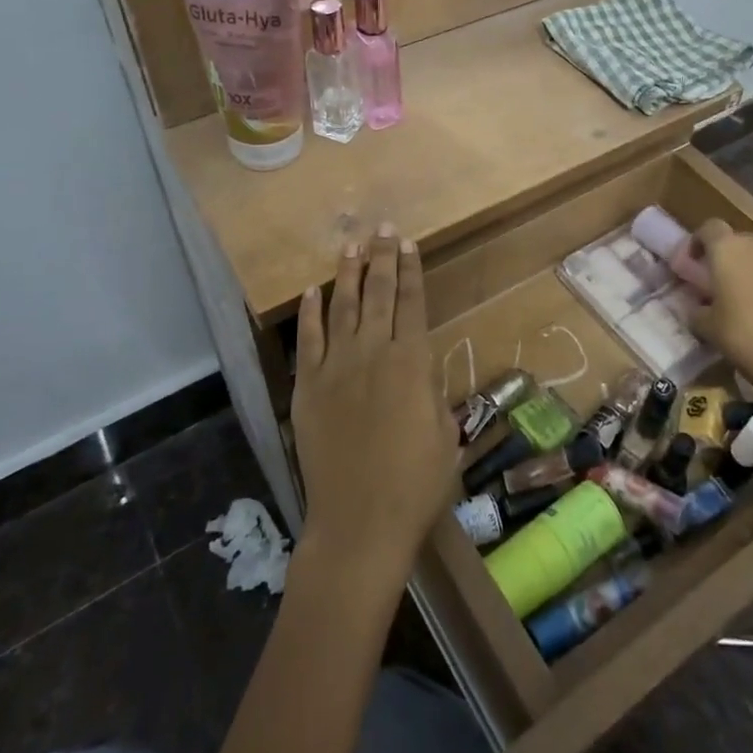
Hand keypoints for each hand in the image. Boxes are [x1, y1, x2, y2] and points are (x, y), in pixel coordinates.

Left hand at [293, 224, 457, 589]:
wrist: (360, 523)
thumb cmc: (415, 484)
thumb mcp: (444, 433)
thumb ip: (431, 390)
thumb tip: (419, 364)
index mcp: (411, 363)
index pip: (411, 303)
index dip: (410, 270)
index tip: (407, 242)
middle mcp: (372, 354)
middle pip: (378, 295)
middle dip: (381, 258)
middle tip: (381, 228)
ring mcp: (335, 369)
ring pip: (343, 308)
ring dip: (348, 274)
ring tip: (350, 246)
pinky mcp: (308, 388)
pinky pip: (308, 341)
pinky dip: (310, 314)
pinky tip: (311, 292)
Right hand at [689, 220, 752, 408]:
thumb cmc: (740, 333)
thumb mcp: (704, 325)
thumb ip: (695, 308)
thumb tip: (696, 305)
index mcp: (727, 249)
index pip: (709, 227)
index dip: (699, 241)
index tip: (693, 262)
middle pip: (739, 241)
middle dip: (729, 258)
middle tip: (721, 285)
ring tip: (751, 299)